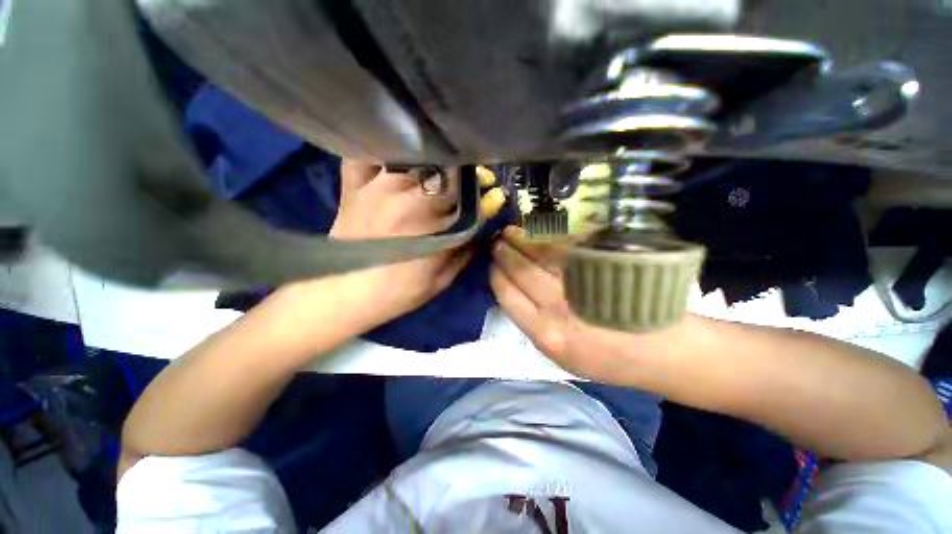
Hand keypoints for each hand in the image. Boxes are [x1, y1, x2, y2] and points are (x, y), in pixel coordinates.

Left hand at [299, 160, 504, 331]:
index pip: (469, 199)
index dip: (485, 196)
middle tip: (474, 181)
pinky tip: (399, 159)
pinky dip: (385, 151)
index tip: (494, 195)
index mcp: (431, 224)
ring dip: (436, 161)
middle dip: (467, 174)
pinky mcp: (355, 184)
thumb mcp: (441, 279)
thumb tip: (487, 229)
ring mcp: (378, 185)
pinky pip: (370, 153)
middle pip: (447, 171)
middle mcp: (407, 196)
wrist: (343, 293)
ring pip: (416, 156)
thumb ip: (466, 250)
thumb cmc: (398, 291)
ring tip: (443, 172)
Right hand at [490, 226, 686, 383]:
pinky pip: (567, 247)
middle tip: (496, 242)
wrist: (656, 350)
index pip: (507, 295)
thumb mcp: (559, 356)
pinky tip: (539, 231)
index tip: (492, 265)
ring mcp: (580, 282)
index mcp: (545, 332)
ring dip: (522, 240)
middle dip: (504, 254)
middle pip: (521, 271)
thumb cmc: (604, 358)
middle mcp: (558, 306)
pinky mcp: (600, 265)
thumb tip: (511, 293)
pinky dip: (549, 237)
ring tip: (511, 232)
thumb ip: (532, 324)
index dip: (496, 275)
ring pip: (541, 255)